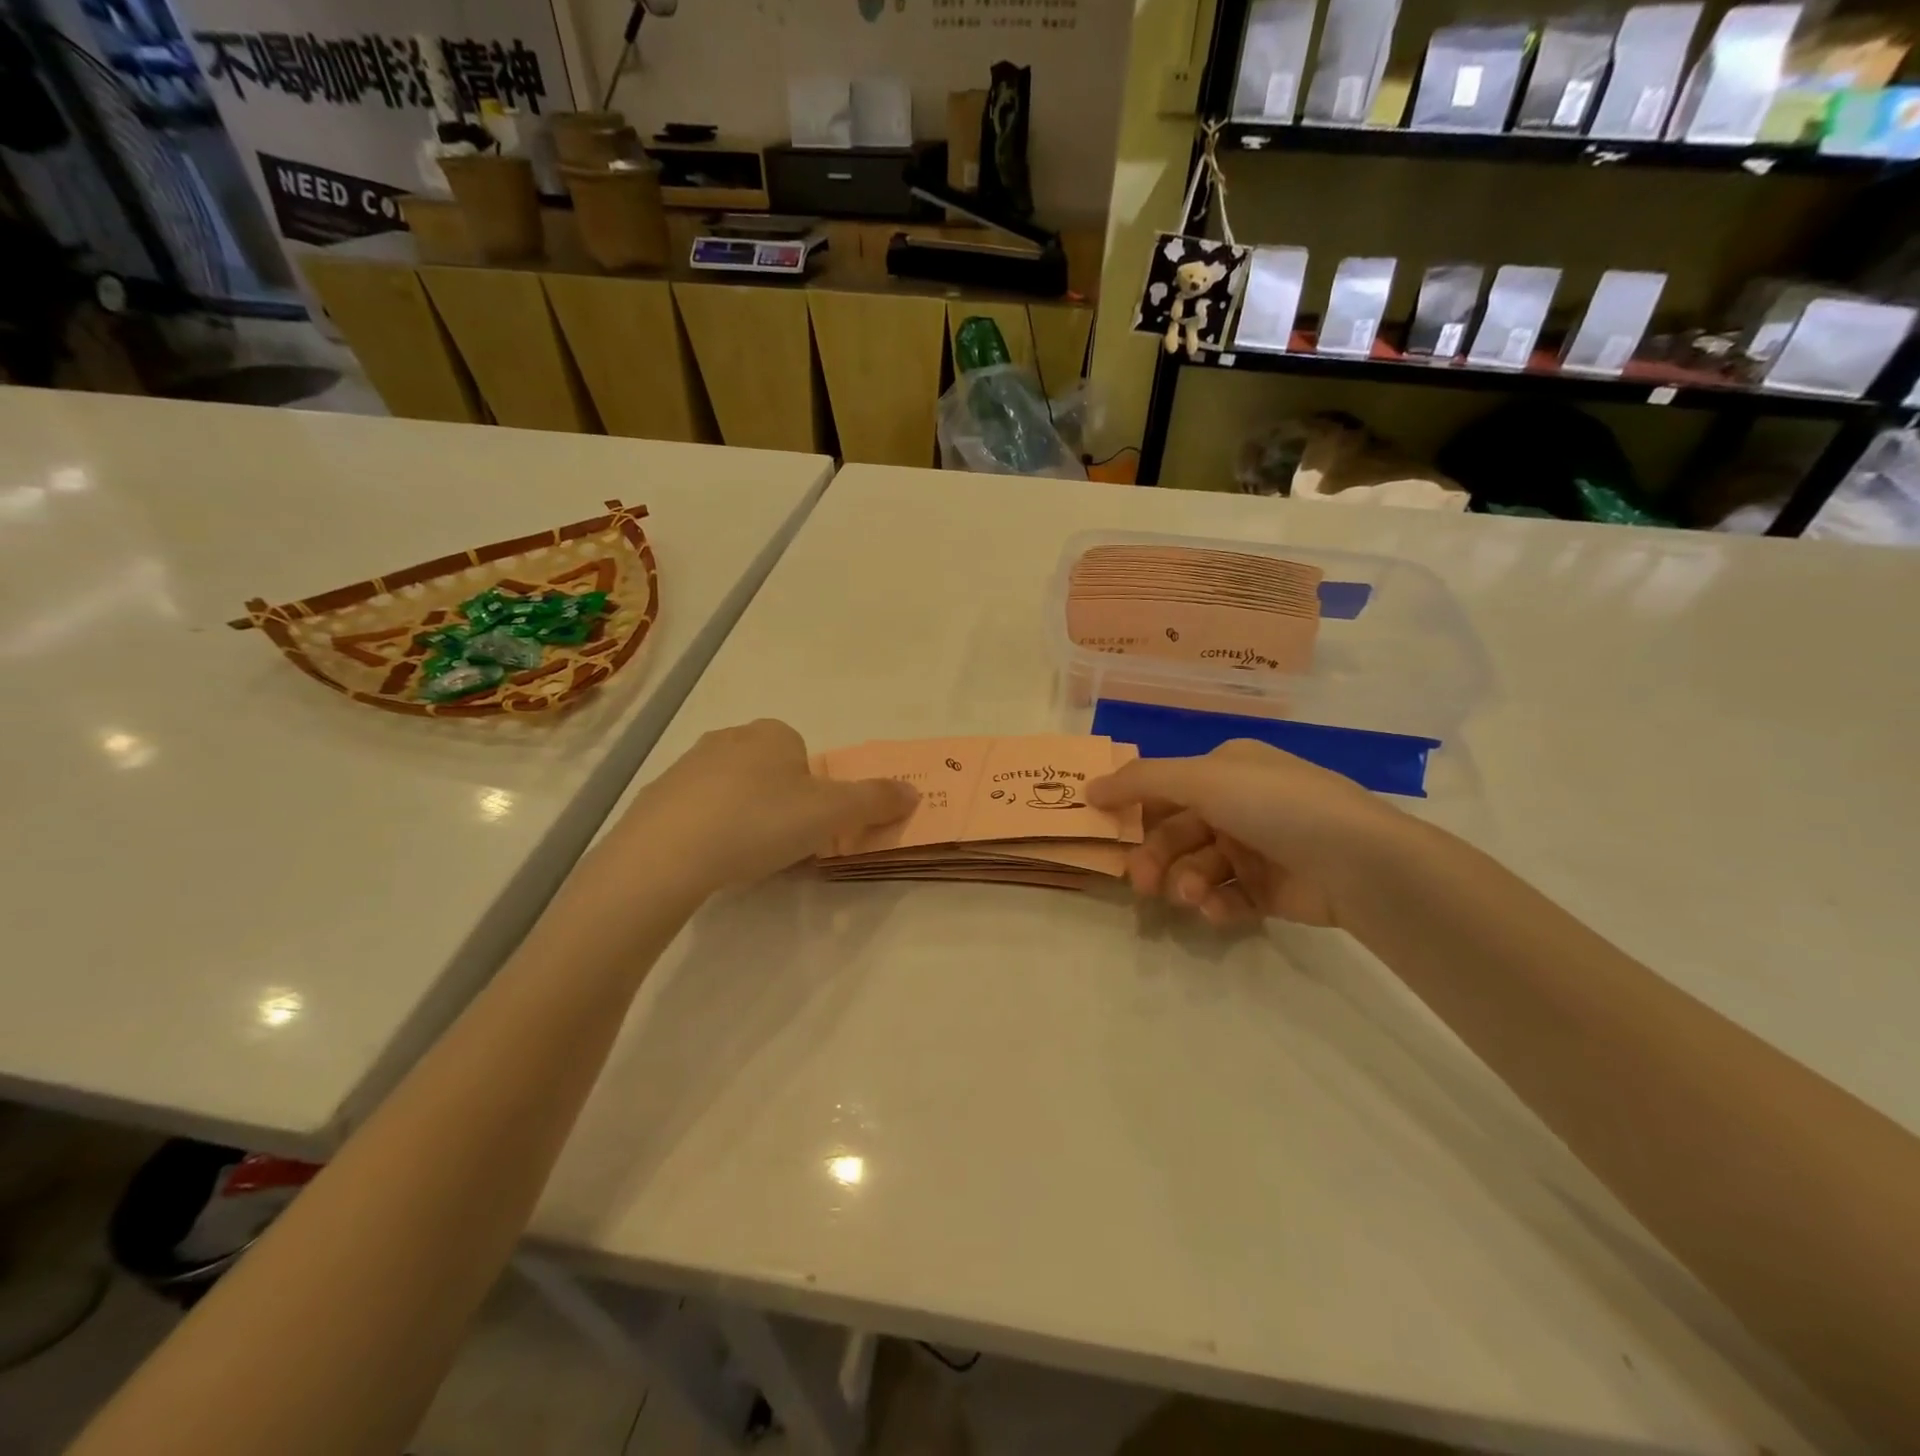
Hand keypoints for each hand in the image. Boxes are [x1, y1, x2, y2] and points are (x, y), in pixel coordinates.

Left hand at [606, 720, 915, 894]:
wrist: (666, 853)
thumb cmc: (760, 822)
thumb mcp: (831, 814)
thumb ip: (876, 801)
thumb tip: (914, 792)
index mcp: (773, 733)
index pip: (804, 757)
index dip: (813, 794)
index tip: (808, 826)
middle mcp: (730, 738)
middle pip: (770, 773)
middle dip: (780, 805)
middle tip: (780, 845)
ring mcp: (687, 765)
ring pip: (733, 791)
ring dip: (745, 818)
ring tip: (744, 858)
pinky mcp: (657, 797)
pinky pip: (696, 812)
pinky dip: (708, 832)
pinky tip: (708, 861)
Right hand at [1087, 740, 1403, 926]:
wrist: (1360, 862)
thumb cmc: (1274, 806)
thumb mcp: (1203, 779)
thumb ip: (1142, 781)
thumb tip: (1089, 787)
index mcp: (1226, 769)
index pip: (1165, 786)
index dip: (1132, 808)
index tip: (1103, 831)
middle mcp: (1239, 804)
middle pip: (1176, 832)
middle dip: (1155, 857)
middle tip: (1141, 884)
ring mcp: (1257, 847)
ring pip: (1198, 867)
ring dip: (1186, 882)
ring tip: (1192, 897)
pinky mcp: (1271, 890)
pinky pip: (1227, 895)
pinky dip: (1217, 904)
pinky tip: (1218, 910)